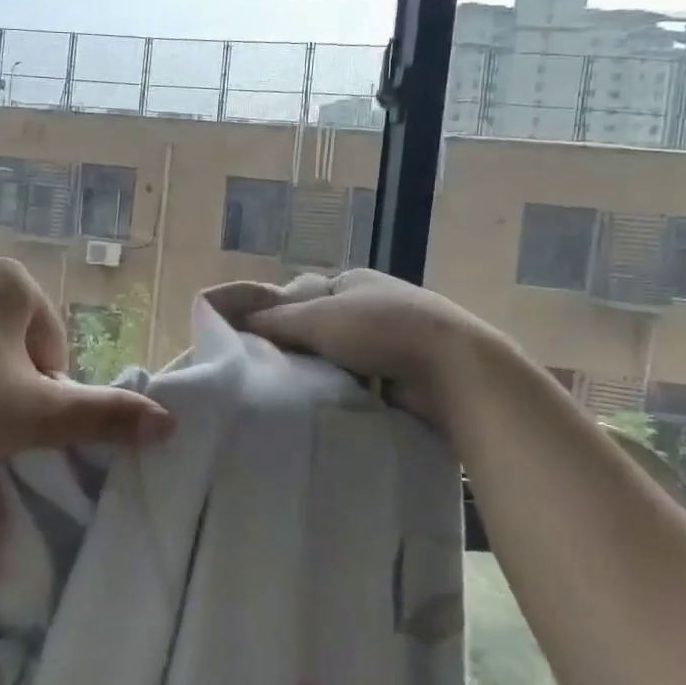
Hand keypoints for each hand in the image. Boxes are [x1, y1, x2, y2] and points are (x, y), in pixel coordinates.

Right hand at [217, 268, 517, 433]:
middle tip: (265, 370)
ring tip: (288, 392)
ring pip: (339, 356)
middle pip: (320, 325)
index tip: (254, 341)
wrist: (454, 369)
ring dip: (319, 371)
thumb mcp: (318, 317)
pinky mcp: (405, 373)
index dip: (276, 315)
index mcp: (354, 281)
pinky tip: (324, 404)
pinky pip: (360, 380)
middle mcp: (373, 305)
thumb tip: (231, 318)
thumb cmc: (381, 329)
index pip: (301, 295)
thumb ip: (273, 319)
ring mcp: (392, 339)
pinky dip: (343, 390)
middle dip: (297, 346)